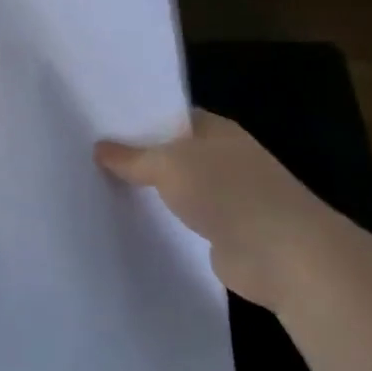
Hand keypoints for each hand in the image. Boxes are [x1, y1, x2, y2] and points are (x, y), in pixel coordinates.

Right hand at [95, 111, 341, 312]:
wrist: (284, 255)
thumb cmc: (229, 192)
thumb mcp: (169, 165)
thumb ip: (133, 157)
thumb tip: (100, 147)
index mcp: (216, 130)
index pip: (170, 116)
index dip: (137, 118)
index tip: (98, 125)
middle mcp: (223, 158)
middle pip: (171, 152)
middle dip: (136, 156)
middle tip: (87, 156)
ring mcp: (225, 197)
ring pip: (175, 187)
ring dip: (148, 191)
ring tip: (98, 187)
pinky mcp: (223, 232)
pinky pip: (181, 220)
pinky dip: (161, 221)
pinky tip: (128, 221)